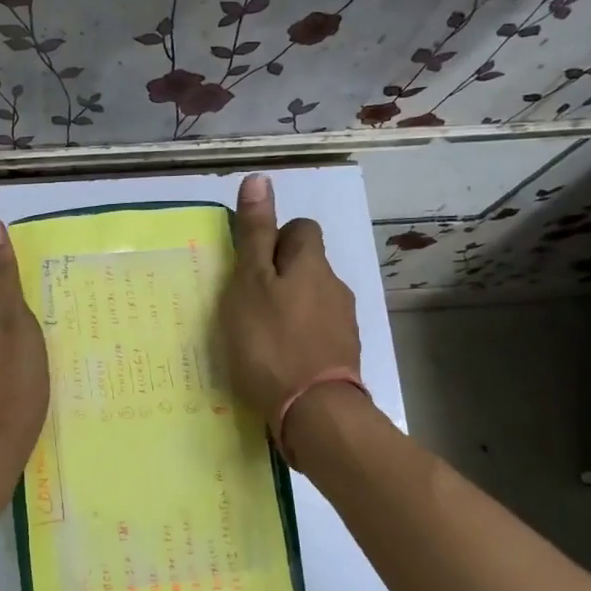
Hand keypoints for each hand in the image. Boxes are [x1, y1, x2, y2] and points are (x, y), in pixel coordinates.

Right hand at [218, 175, 360, 429]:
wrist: (315, 412)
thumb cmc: (271, 341)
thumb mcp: (250, 282)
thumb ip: (255, 235)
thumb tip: (260, 178)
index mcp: (311, 264)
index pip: (301, 228)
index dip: (276, 237)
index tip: (249, 263)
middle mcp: (334, 287)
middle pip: (308, 266)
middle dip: (281, 275)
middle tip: (247, 302)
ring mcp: (343, 324)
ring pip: (312, 300)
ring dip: (289, 308)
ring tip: (259, 335)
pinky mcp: (343, 356)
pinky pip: (317, 333)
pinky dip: (298, 337)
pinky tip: (278, 359)